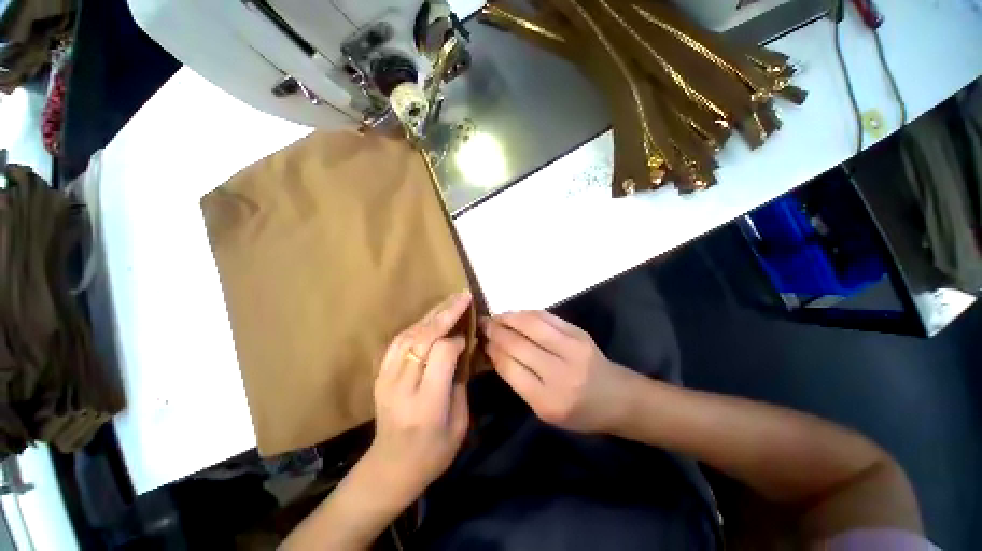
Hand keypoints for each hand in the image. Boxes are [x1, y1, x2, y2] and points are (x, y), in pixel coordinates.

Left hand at [364, 290, 471, 506]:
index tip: (467, 337)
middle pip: (424, 338)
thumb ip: (461, 381)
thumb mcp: (459, 423)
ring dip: (432, 315)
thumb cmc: (432, 453)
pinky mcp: (380, 375)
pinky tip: (430, 318)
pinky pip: (398, 341)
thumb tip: (464, 347)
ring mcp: (386, 378)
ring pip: (409, 335)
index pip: (441, 354)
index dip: (456, 341)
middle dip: (446, 313)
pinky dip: (416, 325)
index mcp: (426, 403)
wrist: (389, 469)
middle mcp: (403, 386)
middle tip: (463, 296)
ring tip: (450, 301)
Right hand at [483, 310, 636, 433]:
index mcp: (548, 401)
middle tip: (482, 324)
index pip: (510, 367)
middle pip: (518, 344)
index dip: (492, 350)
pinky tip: (516, 314)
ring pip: (531, 325)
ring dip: (509, 317)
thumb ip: (518, 380)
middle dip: (496, 331)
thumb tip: (494, 351)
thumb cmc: (578, 412)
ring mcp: (572, 348)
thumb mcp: (544, 410)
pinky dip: (527, 313)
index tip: (481, 341)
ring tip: (496, 317)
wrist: (618, 398)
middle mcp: (560, 373)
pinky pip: (547, 317)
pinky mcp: (579, 333)